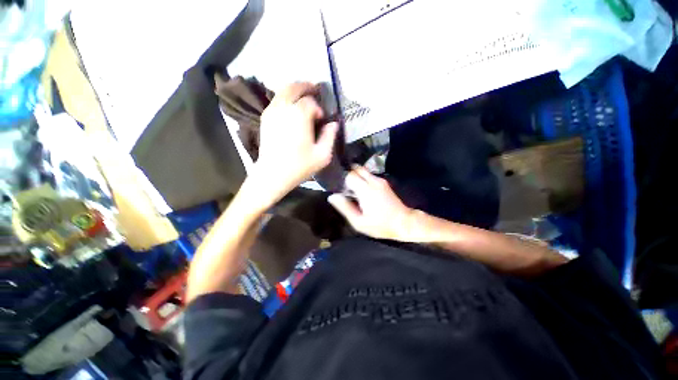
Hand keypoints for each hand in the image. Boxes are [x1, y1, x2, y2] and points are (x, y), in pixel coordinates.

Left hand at [252, 82, 338, 203]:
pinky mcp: (265, 117)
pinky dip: (286, 98)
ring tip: (304, 98)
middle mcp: (283, 107)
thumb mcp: (322, 155)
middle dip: (306, 87)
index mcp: (299, 114)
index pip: (311, 101)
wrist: (273, 174)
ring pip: (283, 91)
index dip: (318, 109)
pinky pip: (277, 100)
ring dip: (296, 91)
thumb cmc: (299, 166)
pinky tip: (292, 108)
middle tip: (315, 91)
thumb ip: (330, 136)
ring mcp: (271, 110)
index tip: (321, 120)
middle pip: (294, 87)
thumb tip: (333, 123)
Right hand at [328, 166, 414, 240]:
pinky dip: (362, 179)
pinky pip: (369, 175)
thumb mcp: (359, 222)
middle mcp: (373, 181)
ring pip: (363, 170)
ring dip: (356, 176)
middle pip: (356, 168)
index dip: (342, 181)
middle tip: (345, 188)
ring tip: (352, 190)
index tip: (340, 190)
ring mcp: (380, 180)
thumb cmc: (380, 225)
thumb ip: (345, 208)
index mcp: (366, 190)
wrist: (404, 223)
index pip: (349, 175)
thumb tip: (332, 196)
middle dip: (349, 175)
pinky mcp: (384, 182)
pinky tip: (361, 190)